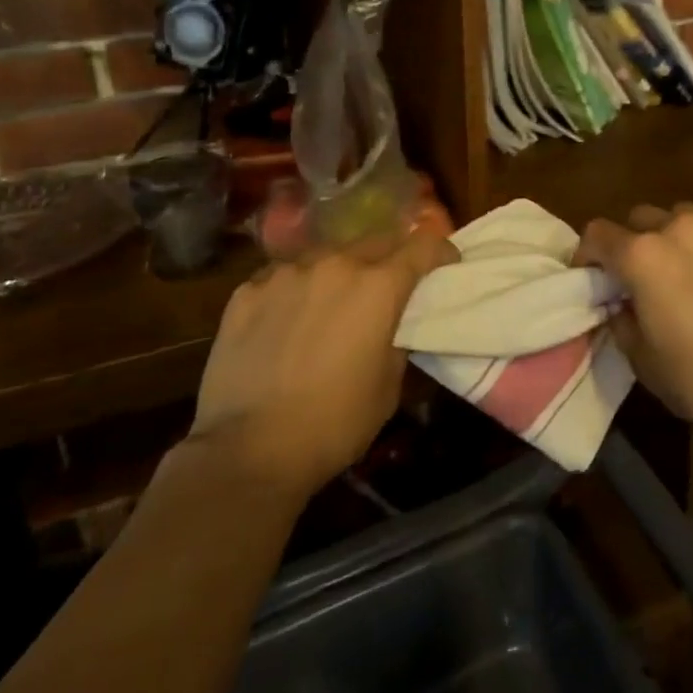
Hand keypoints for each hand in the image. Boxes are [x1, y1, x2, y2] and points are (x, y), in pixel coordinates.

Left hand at [186, 230, 456, 496]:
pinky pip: (282, 277)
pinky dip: (295, 290)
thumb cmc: (335, 423)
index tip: (446, 263)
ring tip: (332, 301)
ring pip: (325, 256)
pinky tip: (286, 320)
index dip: (440, 250)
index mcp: (378, 286)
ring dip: (339, 272)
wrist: (248, 451)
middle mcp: (335, 265)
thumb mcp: (388, 384)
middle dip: (391, 257)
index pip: (423, 245)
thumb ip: (396, 338)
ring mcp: (285, 274)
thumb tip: (391, 323)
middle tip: (391, 283)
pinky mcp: (246, 292)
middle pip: (376, 242)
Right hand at [576, 205, 692, 437]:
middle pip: (641, 217)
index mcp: (641, 256)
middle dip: (634, 240)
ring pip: (685, 216)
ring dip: (677, 236)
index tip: (591, 275)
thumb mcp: (642, 360)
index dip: (588, 253)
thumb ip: (622, 321)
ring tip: (688, 266)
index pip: (598, 234)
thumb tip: (622, 304)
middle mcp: (678, 229)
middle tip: (642, 274)